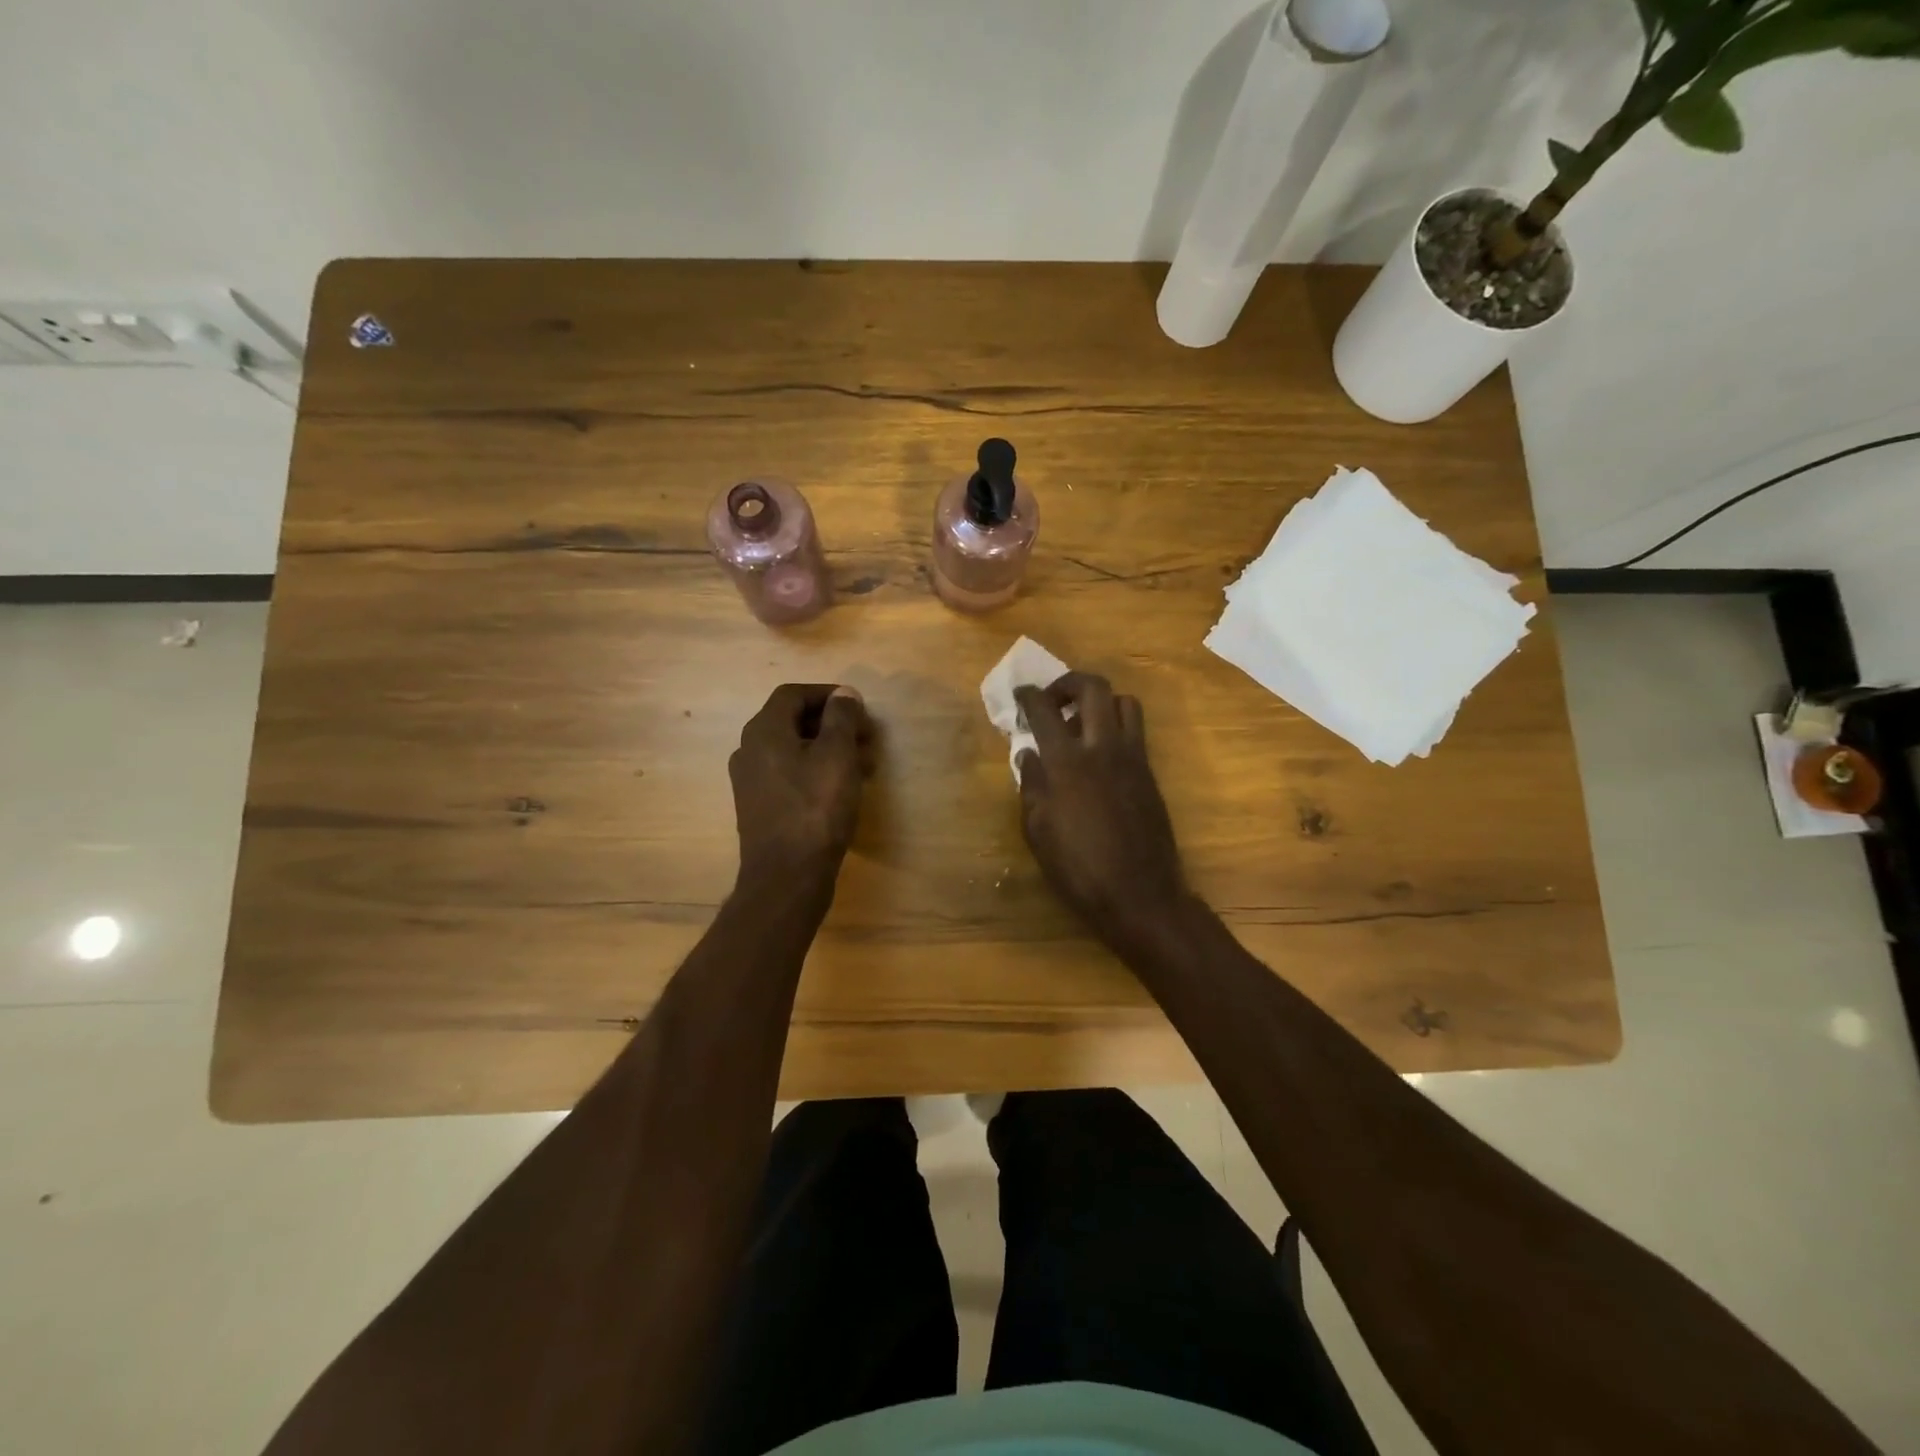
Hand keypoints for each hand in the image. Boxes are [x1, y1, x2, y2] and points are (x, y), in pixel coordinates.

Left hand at [729, 684, 872, 884]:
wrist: (787, 877)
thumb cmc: (816, 809)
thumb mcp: (837, 755)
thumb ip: (842, 718)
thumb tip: (843, 693)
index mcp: (763, 731)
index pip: (793, 694)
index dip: (828, 694)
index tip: (858, 707)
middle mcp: (749, 750)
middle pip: (793, 721)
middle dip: (834, 724)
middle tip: (867, 738)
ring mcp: (751, 781)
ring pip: (794, 750)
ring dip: (830, 749)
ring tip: (865, 765)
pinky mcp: (760, 807)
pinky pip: (790, 775)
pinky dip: (817, 771)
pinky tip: (844, 789)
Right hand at [1013, 673, 1188, 945]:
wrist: (1140, 894)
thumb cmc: (1078, 868)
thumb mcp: (1038, 831)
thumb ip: (1031, 785)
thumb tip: (1027, 753)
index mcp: (1067, 762)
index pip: (1044, 710)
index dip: (1029, 696)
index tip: (1020, 694)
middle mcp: (1103, 748)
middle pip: (1093, 688)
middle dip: (1069, 683)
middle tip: (1053, 700)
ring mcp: (1133, 758)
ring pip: (1124, 702)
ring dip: (1100, 702)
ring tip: (1082, 725)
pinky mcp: (1150, 773)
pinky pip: (1135, 731)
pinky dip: (1115, 727)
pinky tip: (1100, 756)